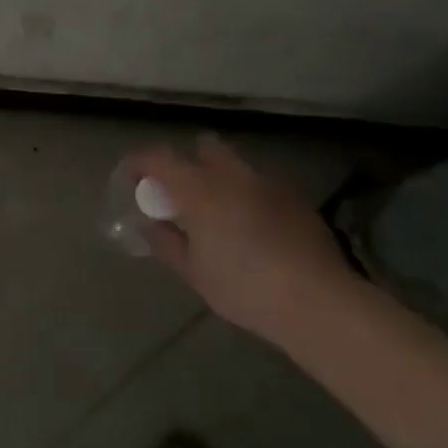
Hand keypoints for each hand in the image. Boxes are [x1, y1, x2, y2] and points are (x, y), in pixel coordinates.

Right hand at [120, 133, 362, 342]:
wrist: (317, 300)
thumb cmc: (244, 287)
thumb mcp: (194, 272)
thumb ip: (166, 242)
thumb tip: (148, 224)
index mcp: (200, 188)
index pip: (158, 158)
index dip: (139, 162)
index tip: (130, 177)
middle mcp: (233, 174)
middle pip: (205, 147)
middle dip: (188, 162)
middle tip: (180, 194)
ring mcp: (268, 182)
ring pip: (236, 166)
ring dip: (220, 178)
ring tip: (218, 214)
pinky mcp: (295, 198)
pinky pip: (260, 185)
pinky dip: (247, 196)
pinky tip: (252, 228)